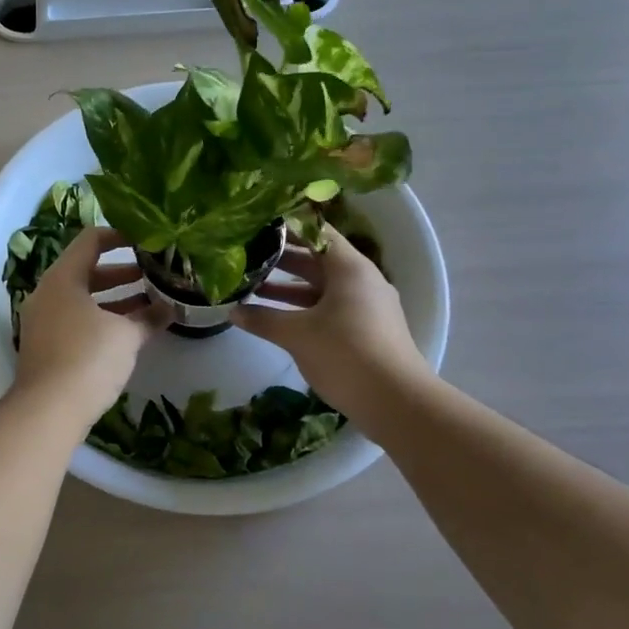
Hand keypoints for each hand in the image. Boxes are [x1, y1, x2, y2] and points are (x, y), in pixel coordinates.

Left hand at [14, 227, 167, 423]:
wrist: (47, 411)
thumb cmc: (88, 358)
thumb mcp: (126, 335)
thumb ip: (149, 318)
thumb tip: (171, 309)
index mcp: (63, 277)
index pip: (91, 240)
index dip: (120, 236)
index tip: (146, 242)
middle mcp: (48, 293)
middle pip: (86, 270)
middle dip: (122, 273)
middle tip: (153, 275)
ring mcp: (43, 320)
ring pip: (82, 298)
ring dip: (114, 299)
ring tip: (149, 303)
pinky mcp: (45, 345)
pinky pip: (76, 319)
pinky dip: (101, 319)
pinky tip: (128, 331)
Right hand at [231, 229, 431, 417]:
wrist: (396, 402)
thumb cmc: (346, 354)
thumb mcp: (297, 334)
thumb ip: (263, 318)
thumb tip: (232, 311)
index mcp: (350, 267)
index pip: (316, 232)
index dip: (287, 227)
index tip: (258, 225)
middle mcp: (361, 279)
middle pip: (317, 259)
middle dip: (281, 258)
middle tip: (246, 255)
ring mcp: (366, 306)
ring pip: (321, 286)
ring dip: (289, 287)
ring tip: (252, 287)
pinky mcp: (366, 329)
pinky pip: (329, 307)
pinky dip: (303, 307)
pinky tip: (276, 317)